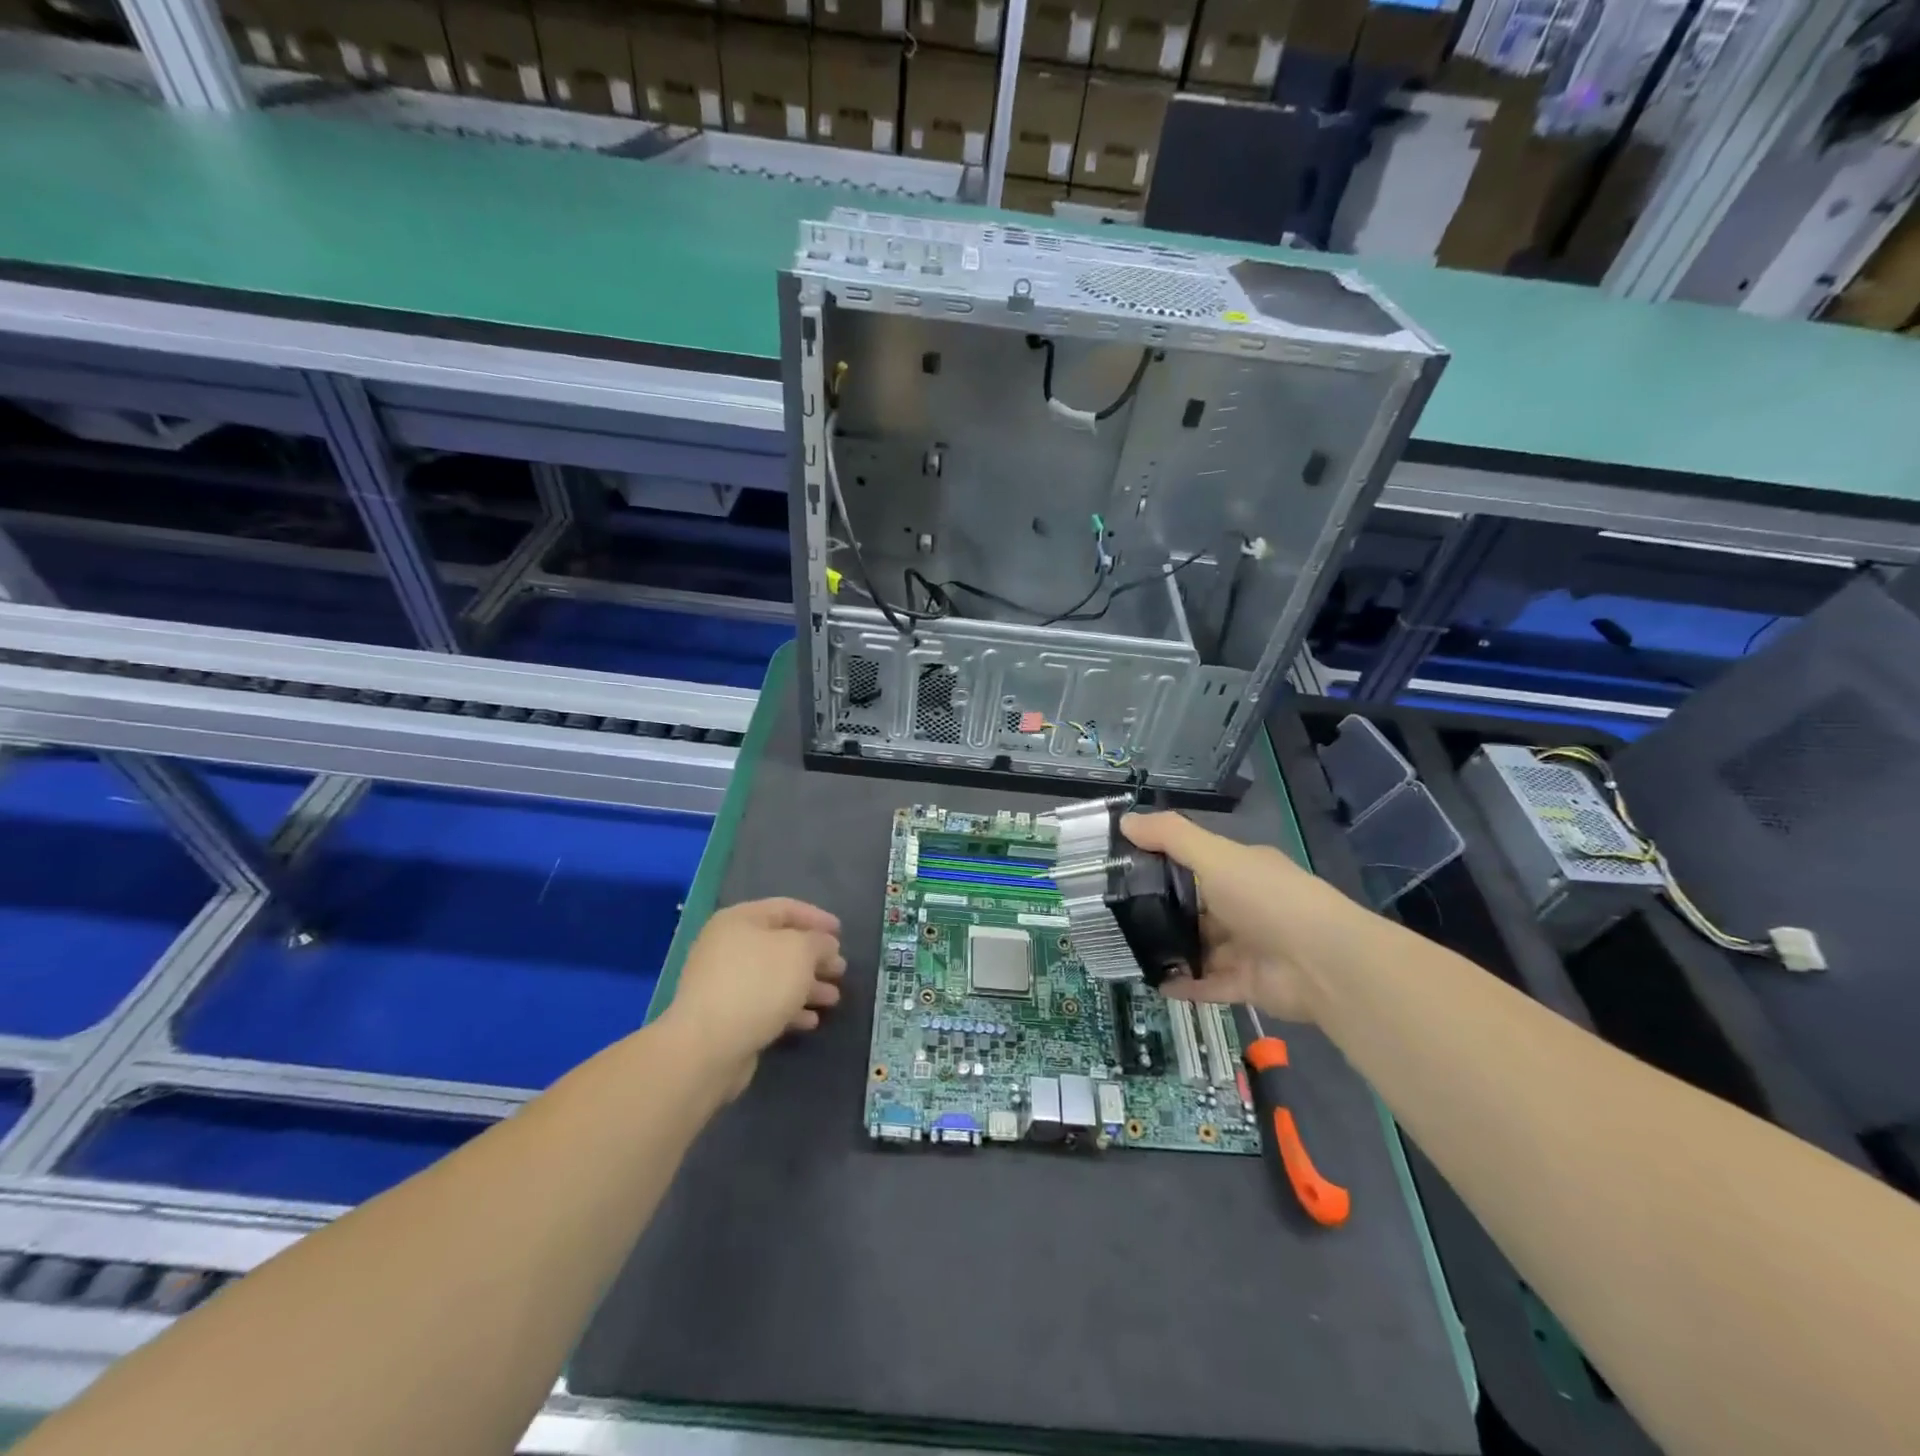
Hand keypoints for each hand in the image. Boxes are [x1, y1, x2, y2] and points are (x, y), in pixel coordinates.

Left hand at [660, 898, 845, 1092]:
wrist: (708, 1046)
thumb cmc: (757, 984)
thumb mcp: (800, 952)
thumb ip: (819, 942)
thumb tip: (825, 945)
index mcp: (740, 920)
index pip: (785, 908)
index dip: (816, 918)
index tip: (841, 933)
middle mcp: (728, 946)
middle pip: (781, 945)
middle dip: (814, 958)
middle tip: (840, 970)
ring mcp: (724, 983)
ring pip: (775, 977)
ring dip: (807, 986)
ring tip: (833, 999)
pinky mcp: (726, 1016)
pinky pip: (764, 1004)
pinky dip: (789, 1009)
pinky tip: (810, 1021)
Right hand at [1121, 813, 1371, 1022]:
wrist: (1324, 963)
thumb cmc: (1266, 898)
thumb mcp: (1215, 856)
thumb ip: (1171, 837)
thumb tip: (1125, 820)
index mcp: (1240, 870)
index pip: (1195, 862)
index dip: (1161, 863)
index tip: (1120, 868)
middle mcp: (1244, 906)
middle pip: (1194, 907)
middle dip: (1160, 910)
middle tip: (1114, 914)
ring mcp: (1247, 947)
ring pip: (1199, 947)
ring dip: (1169, 950)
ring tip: (1126, 949)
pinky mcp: (1248, 984)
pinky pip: (1208, 983)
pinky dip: (1183, 984)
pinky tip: (1152, 982)